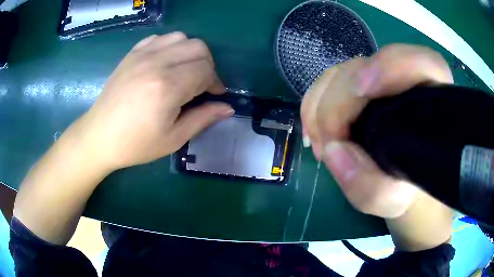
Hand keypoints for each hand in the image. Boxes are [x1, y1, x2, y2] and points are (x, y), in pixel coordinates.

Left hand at [78, 32, 233, 170]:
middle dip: (207, 65)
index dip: (216, 82)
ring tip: (185, 72)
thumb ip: (203, 119)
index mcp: (168, 87)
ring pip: (181, 38)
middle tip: (202, 85)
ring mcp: (142, 54)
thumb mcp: (173, 139)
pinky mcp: (132, 54)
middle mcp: (156, 62)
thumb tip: (227, 108)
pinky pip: (160, 38)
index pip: (206, 70)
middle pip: (198, 48)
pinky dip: (170, 46)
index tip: (216, 95)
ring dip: (190, 53)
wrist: (99, 136)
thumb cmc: (135, 144)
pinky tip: (166, 63)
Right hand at [301, 44, 453, 217]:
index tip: (363, 91)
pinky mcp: (358, 85)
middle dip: (339, 103)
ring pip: (342, 72)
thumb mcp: (394, 201)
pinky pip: (327, 81)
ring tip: (321, 144)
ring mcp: (379, 79)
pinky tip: (315, 132)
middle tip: (328, 145)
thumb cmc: (404, 189)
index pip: (424, 63)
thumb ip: (372, 189)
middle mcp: (406, 81)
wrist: (398, 181)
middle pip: (366, 67)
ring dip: (321, 106)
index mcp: (432, 102)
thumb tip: (333, 151)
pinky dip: (314, 104)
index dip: (392, 65)